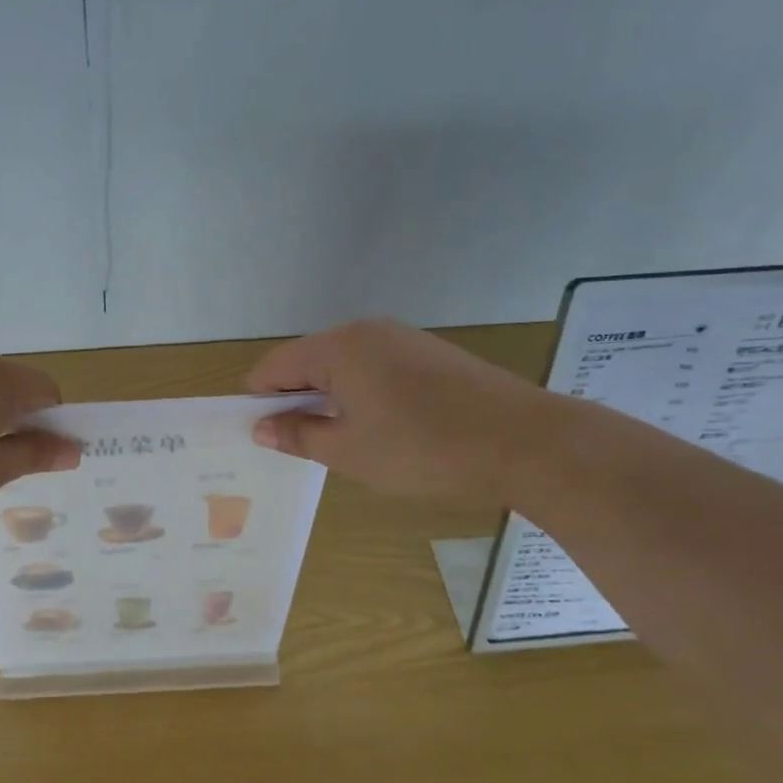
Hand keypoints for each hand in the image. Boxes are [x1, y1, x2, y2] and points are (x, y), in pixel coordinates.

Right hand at [247, 318, 547, 504]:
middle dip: (295, 400)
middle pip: (307, 362)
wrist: (523, 441)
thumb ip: (298, 434)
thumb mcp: (348, 451)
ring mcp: (401, 339)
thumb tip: (261, 426)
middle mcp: (365, 331)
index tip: (262, 437)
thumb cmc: (422, 448)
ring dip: (330, 400)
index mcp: (336, 348)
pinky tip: (380, 429)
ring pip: (343, 367)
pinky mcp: (429, 353)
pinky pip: (375, 369)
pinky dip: (362, 395)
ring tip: (342, 443)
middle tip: (299, 446)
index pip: (273, 366)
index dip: (259, 401)